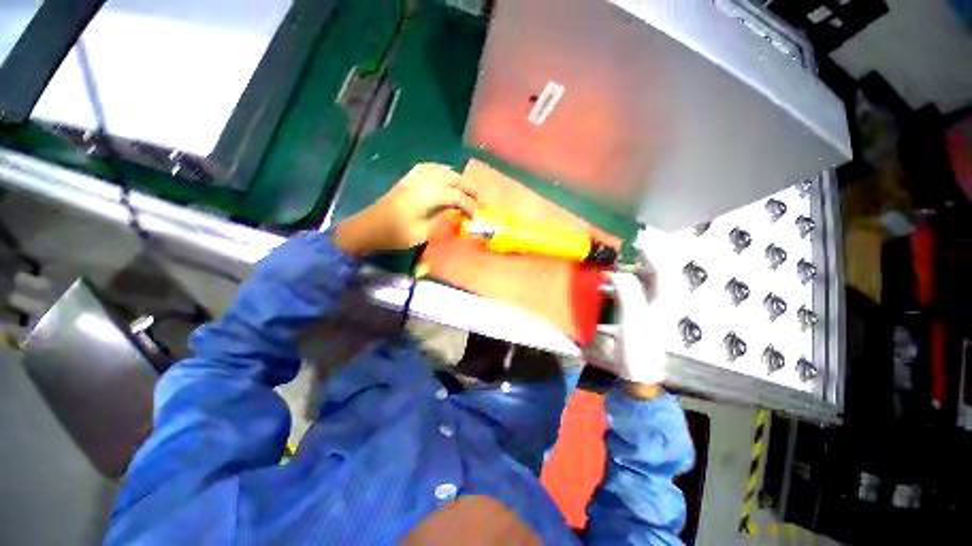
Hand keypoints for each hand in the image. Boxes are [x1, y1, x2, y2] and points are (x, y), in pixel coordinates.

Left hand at [333, 163, 476, 256]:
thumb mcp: (423, 233)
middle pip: (454, 178)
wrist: (369, 227)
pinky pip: (429, 168)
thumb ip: (442, 218)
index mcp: (428, 197)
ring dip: (458, 179)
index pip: (457, 197)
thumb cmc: (396, 234)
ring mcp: (415, 177)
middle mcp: (424, 182)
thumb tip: (456, 211)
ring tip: (465, 191)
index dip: (470, 206)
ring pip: (443, 170)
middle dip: (469, 188)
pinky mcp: (408, 178)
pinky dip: (442, 171)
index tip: (475, 218)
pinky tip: (445, 177)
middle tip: (476, 201)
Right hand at [586, 228, 670, 387]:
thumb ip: (627, 292)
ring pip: (641, 274)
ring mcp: (649, 302)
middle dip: (639, 250)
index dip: (651, 246)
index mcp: (665, 296)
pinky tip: (606, 275)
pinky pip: (629, 285)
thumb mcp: (634, 319)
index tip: (634, 234)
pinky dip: (619, 276)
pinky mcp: (637, 307)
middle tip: (620, 239)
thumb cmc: (638, 347)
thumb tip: (614, 272)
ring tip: (611, 253)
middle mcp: (661, 295)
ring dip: (627, 262)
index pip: (663, 262)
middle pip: (653, 265)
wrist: (637, 372)